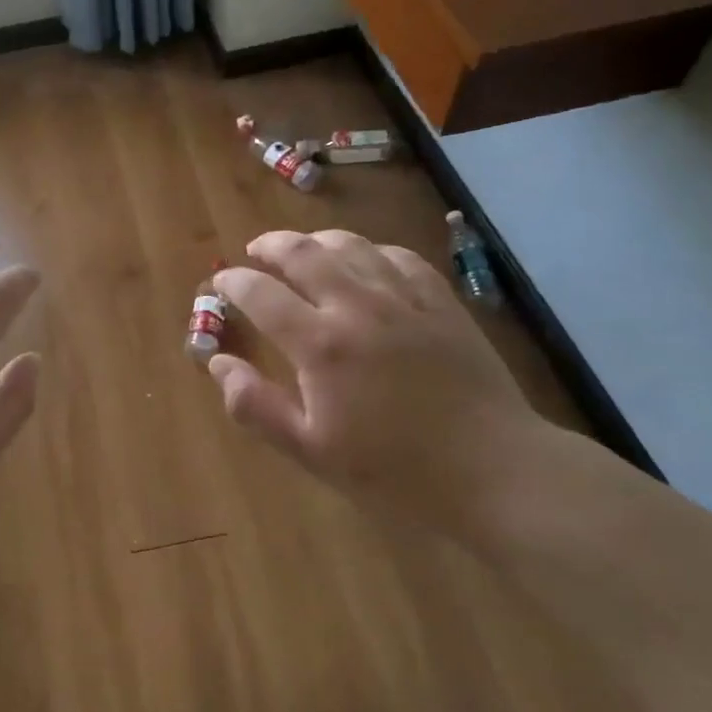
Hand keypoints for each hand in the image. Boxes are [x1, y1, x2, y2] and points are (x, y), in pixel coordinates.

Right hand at [207, 230, 539, 525]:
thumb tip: (217, 363)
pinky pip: (398, 256)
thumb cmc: (394, 470)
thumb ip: (255, 406)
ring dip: (316, 240)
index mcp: (319, 344)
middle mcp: (356, 306)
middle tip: (254, 251)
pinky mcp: (441, 302)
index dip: (233, 283)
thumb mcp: (311, 451)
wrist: (494, 471)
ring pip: (350, 245)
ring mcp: (403, 299)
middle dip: (269, 245)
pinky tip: (365, 260)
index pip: (260, 293)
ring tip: (302, 249)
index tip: (220, 284)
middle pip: (302, 253)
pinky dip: (370, 250)